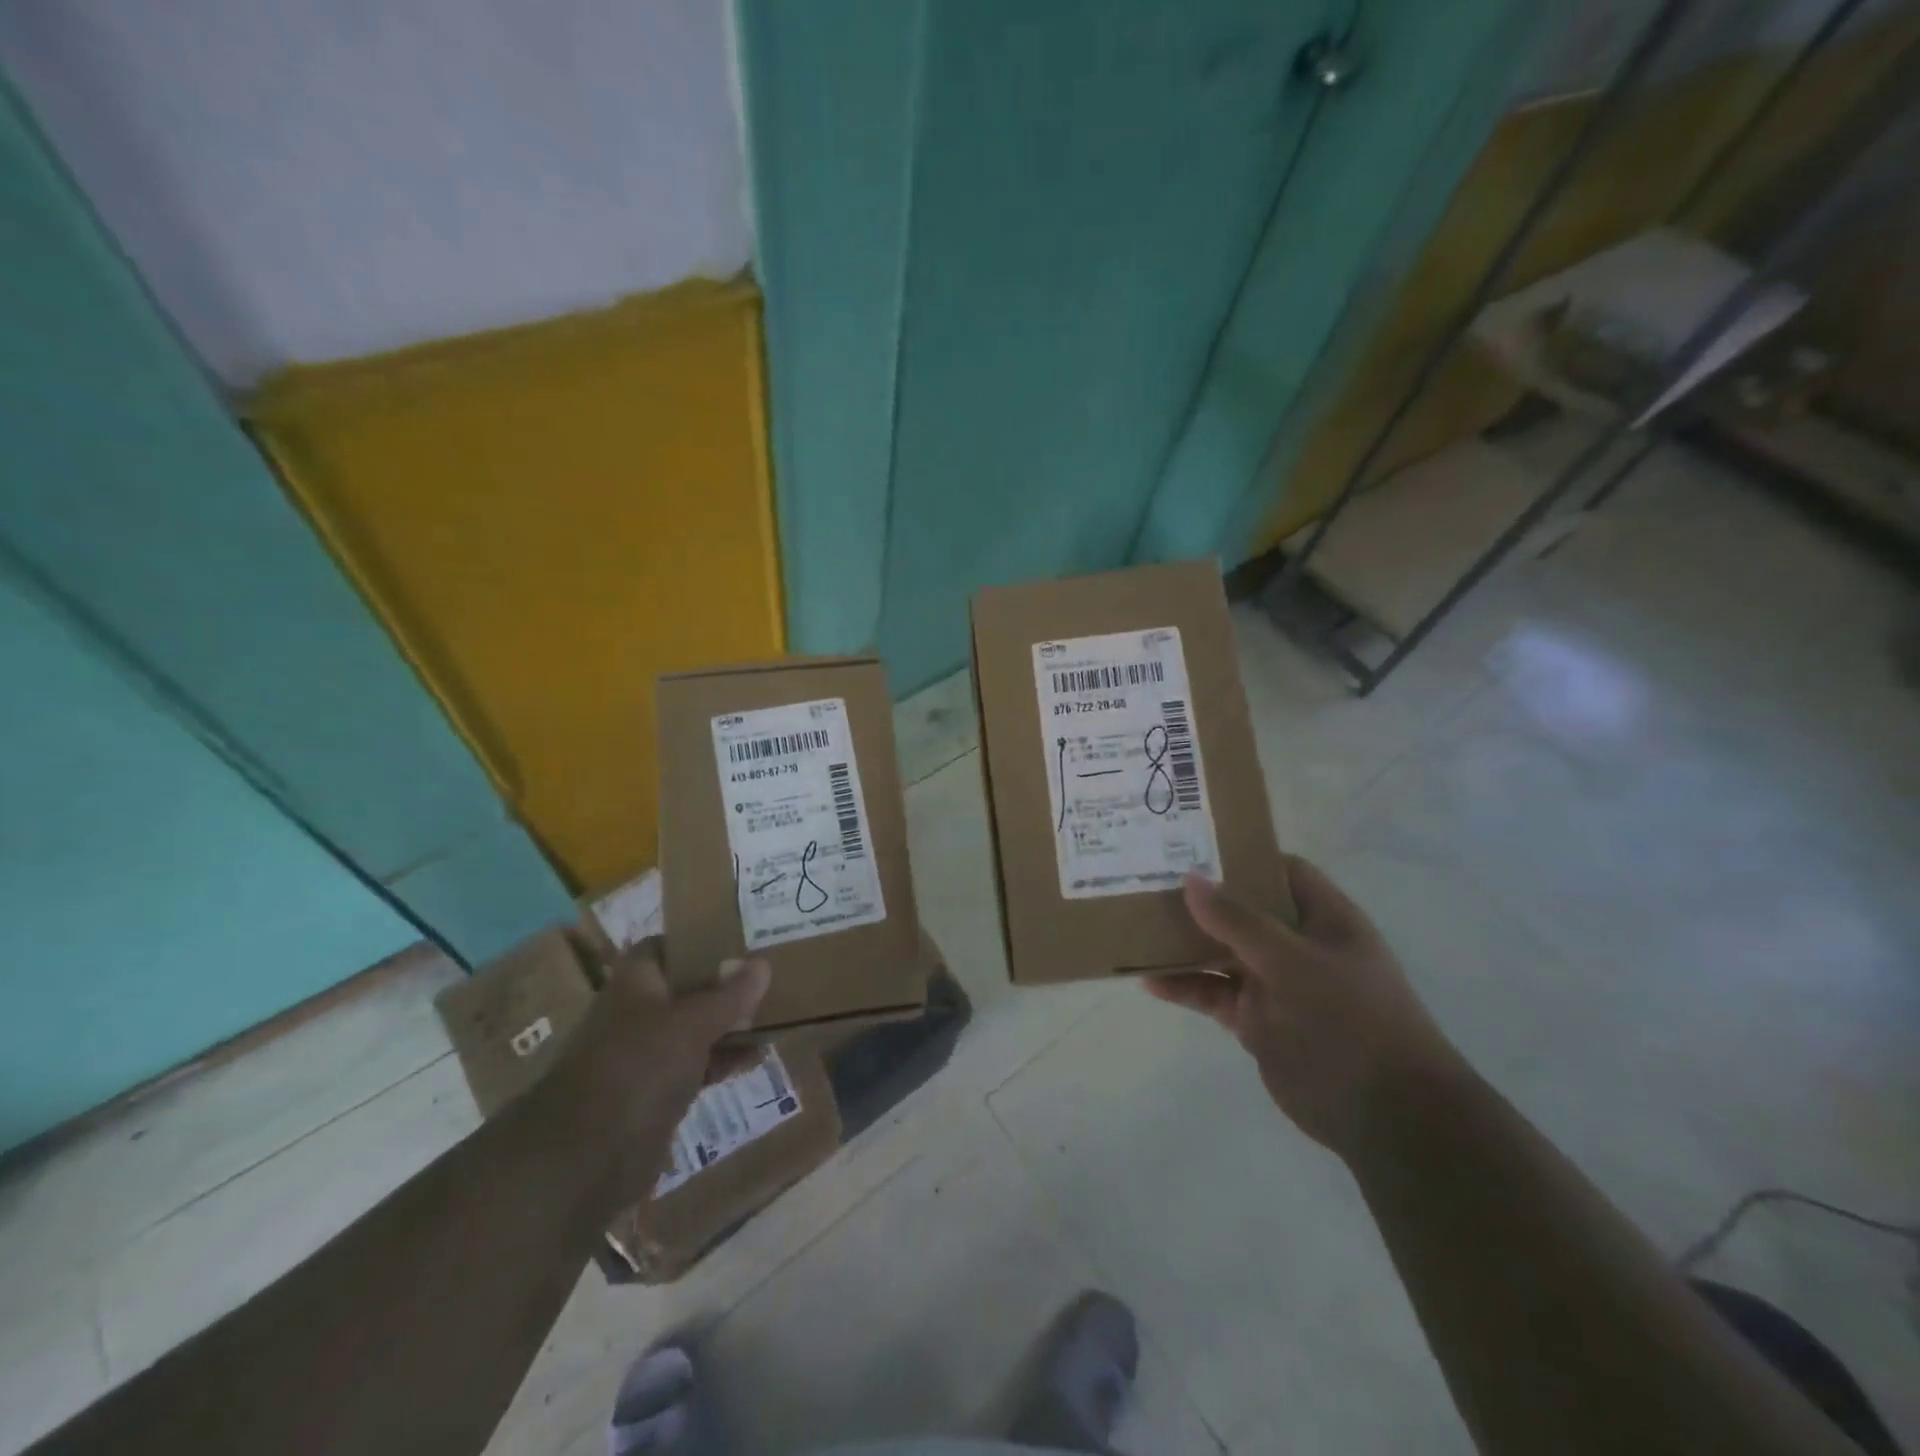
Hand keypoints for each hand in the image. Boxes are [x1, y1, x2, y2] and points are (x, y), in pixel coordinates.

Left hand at [543, 941, 770, 1205]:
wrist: (588, 1156)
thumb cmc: (640, 1065)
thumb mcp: (694, 1022)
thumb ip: (730, 994)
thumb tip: (763, 963)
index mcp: (636, 981)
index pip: (667, 945)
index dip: (700, 939)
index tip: (740, 937)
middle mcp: (638, 1011)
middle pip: (687, 987)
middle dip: (725, 983)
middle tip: (770, 975)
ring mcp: (646, 1053)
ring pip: (695, 1027)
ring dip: (730, 1023)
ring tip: (775, 1015)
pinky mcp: (656, 1091)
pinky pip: (697, 1063)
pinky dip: (723, 1059)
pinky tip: (756, 1057)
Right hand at [1146, 857, 1464, 1155]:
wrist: (1387, 1118)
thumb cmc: (1350, 1021)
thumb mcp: (1294, 962)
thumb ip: (1240, 921)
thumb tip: (1190, 879)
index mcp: (1323, 918)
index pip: (1280, 870)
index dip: (1240, 854)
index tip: (1189, 844)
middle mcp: (1297, 944)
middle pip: (1242, 908)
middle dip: (1199, 897)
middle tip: (1147, 880)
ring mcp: (1275, 983)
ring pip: (1221, 951)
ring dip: (1184, 942)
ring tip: (1136, 926)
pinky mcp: (1256, 1020)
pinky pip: (1213, 994)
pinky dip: (1183, 987)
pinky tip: (1148, 981)